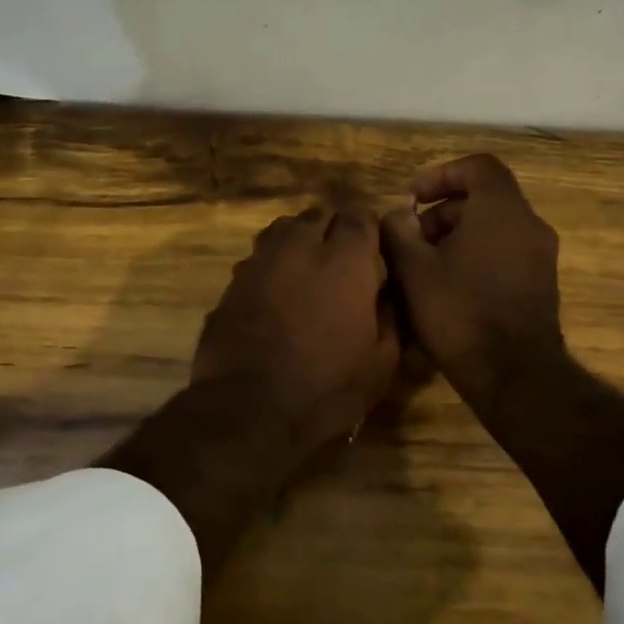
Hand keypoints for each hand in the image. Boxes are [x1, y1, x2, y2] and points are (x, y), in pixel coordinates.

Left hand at [192, 206, 399, 455]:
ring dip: (299, 241)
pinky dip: (272, 265)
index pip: (360, 216)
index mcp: (344, 260)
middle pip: (319, 215)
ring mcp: (260, 261)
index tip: (373, 254)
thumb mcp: (382, 362)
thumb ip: (390, 315)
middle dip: (333, 230)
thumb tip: (385, 291)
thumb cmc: (327, 388)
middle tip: (341, 262)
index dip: (368, 232)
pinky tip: (276, 294)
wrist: (249, 408)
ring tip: (308, 271)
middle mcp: (299, 247)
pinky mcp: (232, 282)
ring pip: (283, 230)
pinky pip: (258, 258)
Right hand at [380, 154, 564, 415]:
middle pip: (484, 199)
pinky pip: (505, 254)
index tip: (413, 199)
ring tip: (425, 268)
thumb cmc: (458, 312)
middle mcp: (529, 224)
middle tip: (412, 240)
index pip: (478, 166)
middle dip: (443, 212)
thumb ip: (399, 231)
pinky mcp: (541, 285)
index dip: (441, 174)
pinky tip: (450, 289)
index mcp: (501, 209)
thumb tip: (400, 216)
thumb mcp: (413, 270)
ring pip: (495, 228)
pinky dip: (477, 257)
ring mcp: (541, 257)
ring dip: (457, 237)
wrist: (513, 374)